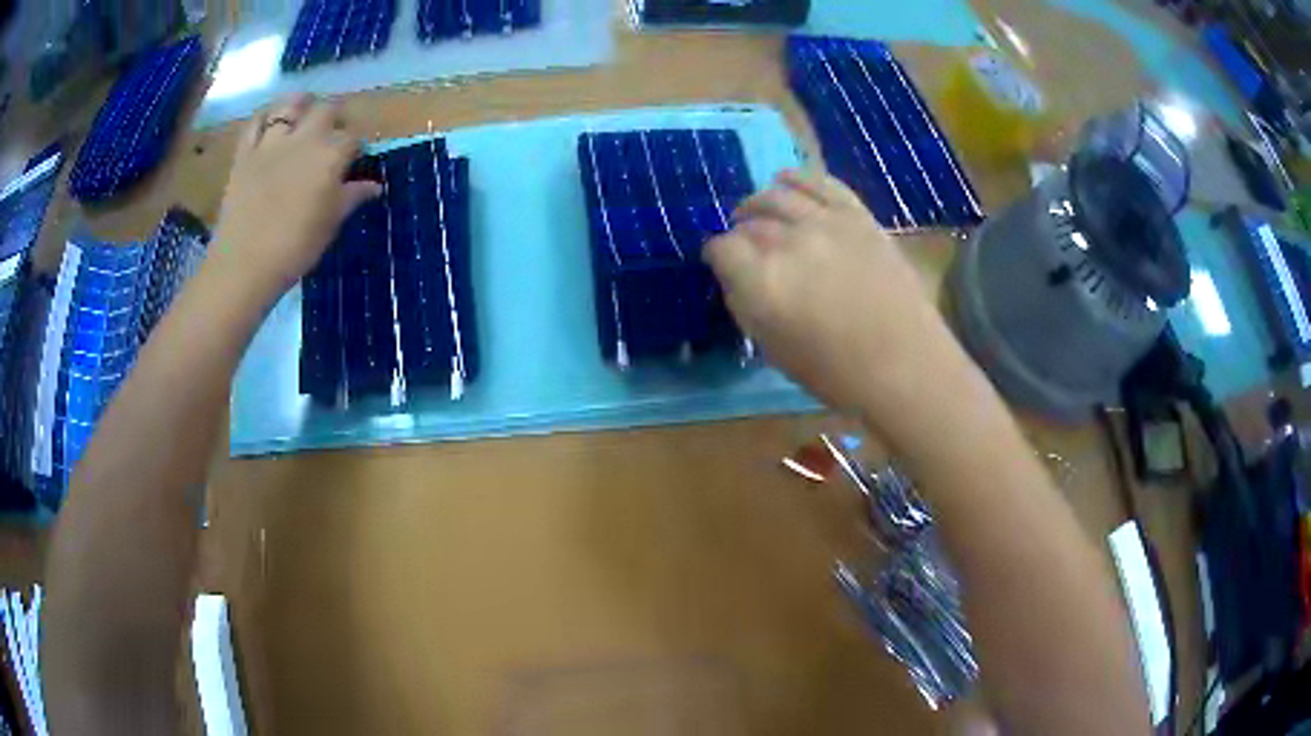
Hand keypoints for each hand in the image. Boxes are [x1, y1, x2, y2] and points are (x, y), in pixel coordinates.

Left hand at [209, 94, 380, 305]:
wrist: (244, 265)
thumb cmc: (295, 248)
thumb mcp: (330, 224)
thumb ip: (351, 198)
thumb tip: (374, 186)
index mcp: (331, 155)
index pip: (353, 137)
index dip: (357, 145)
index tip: (356, 159)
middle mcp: (305, 138)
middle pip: (327, 108)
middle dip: (336, 116)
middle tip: (334, 133)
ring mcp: (271, 142)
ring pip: (291, 105)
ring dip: (302, 105)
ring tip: (304, 116)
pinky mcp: (245, 153)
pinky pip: (255, 123)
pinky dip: (265, 118)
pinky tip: (270, 125)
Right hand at [704, 170, 970, 418]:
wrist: (905, 363)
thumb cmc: (836, 373)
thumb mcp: (773, 350)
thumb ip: (748, 305)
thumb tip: (738, 277)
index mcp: (762, 282)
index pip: (721, 248)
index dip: (718, 257)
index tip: (723, 267)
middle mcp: (788, 242)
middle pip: (749, 221)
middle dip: (740, 232)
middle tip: (745, 245)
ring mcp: (826, 222)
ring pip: (778, 195)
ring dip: (760, 201)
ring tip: (758, 211)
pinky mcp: (857, 215)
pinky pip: (820, 183)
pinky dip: (798, 179)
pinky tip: (787, 182)